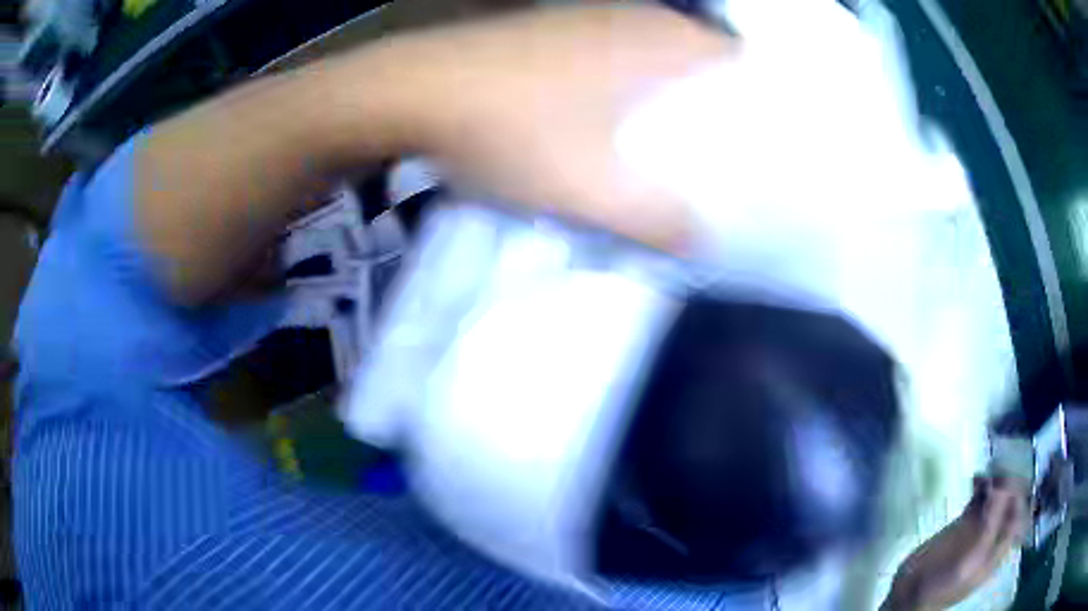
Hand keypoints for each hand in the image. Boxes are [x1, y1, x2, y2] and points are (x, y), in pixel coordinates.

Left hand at [345, 4, 734, 250]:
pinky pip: (614, 52)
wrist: (412, 90)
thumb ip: (656, 221)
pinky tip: (610, 113)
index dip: (756, 101)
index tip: (759, 143)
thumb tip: (700, 239)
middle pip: (699, 59)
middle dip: (714, 104)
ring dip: (668, 93)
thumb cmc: (509, 129)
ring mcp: (589, 17)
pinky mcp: (555, 28)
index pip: (739, 62)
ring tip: (673, 140)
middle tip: (720, 152)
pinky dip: (627, 82)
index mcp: (659, 43)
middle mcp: (634, 18)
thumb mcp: (591, 190)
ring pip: (654, 54)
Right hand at [882, 476, 1029, 610]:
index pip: (1018, 516)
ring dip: (995, 481)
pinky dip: (980, 485)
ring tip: (987, 472)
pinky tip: (976, 478)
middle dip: (1008, 484)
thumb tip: (1003, 488)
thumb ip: (989, 528)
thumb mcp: (969, 561)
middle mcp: (993, 536)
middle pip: (1009, 503)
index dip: (1019, 497)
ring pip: (995, 497)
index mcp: (998, 550)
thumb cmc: (942, 585)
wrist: (910, 595)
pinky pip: (978, 499)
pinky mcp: (963, 523)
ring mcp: (978, 529)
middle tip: (999, 470)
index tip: (1011, 481)